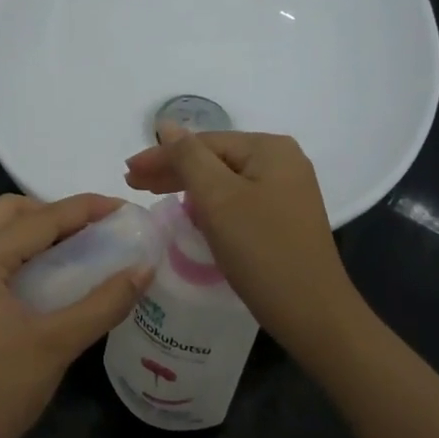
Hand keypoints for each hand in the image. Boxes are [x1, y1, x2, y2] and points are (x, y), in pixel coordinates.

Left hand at [0, 194, 150, 437]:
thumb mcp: (57, 345)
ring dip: (34, 233)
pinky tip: (46, 280)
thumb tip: (145, 268)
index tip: (125, 208)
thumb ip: (104, 303)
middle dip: (53, 213)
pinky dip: (18, 255)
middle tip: (95, 232)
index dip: (85, 209)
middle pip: (8, 213)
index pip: (39, 219)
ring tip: (77, 251)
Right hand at [123, 128, 360, 353]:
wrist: (312, 312)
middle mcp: (282, 161)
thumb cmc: (261, 250)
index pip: (203, 142)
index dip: (161, 155)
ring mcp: (286, 191)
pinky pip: (237, 200)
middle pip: (215, 158)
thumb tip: (167, 125)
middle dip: (172, 170)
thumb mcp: (218, 199)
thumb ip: (188, 158)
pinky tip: (191, 213)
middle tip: (133, 183)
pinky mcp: (283, 218)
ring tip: (153, 194)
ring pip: (224, 180)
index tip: (126, 172)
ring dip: (188, 186)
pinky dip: (209, 204)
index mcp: (270, 148)